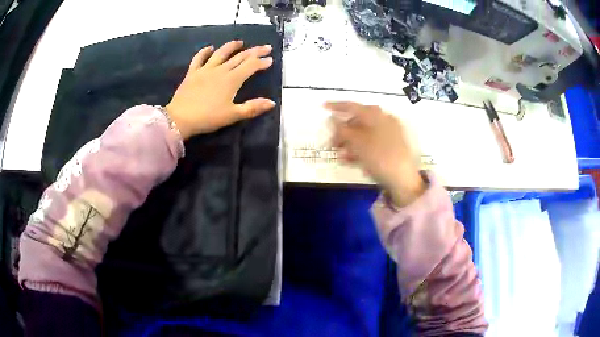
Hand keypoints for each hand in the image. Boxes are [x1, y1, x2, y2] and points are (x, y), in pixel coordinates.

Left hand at [166, 41, 275, 138]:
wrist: (181, 119)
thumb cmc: (208, 118)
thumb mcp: (233, 115)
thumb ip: (252, 108)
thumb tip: (271, 102)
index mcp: (232, 80)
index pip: (250, 66)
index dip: (261, 62)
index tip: (270, 59)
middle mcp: (220, 70)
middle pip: (240, 57)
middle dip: (254, 51)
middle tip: (265, 47)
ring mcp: (205, 70)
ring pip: (221, 53)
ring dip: (231, 46)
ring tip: (240, 42)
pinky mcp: (192, 73)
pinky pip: (199, 58)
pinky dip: (205, 52)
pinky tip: (210, 48)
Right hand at [325, 102, 425, 206]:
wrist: (403, 179)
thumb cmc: (379, 156)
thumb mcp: (357, 143)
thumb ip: (342, 130)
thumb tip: (332, 119)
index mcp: (375, 115)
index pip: (352, 106)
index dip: (336, 106)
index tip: (323, 107)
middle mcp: (383, 120)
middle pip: (358, 121)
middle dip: (342, 132)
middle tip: (331, 143)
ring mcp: (390, 133)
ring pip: (364, 134)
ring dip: (350, 143)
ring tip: (340, 156)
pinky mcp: (392, 147)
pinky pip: (372, 144)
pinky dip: (360, 150)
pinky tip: (351, 160)